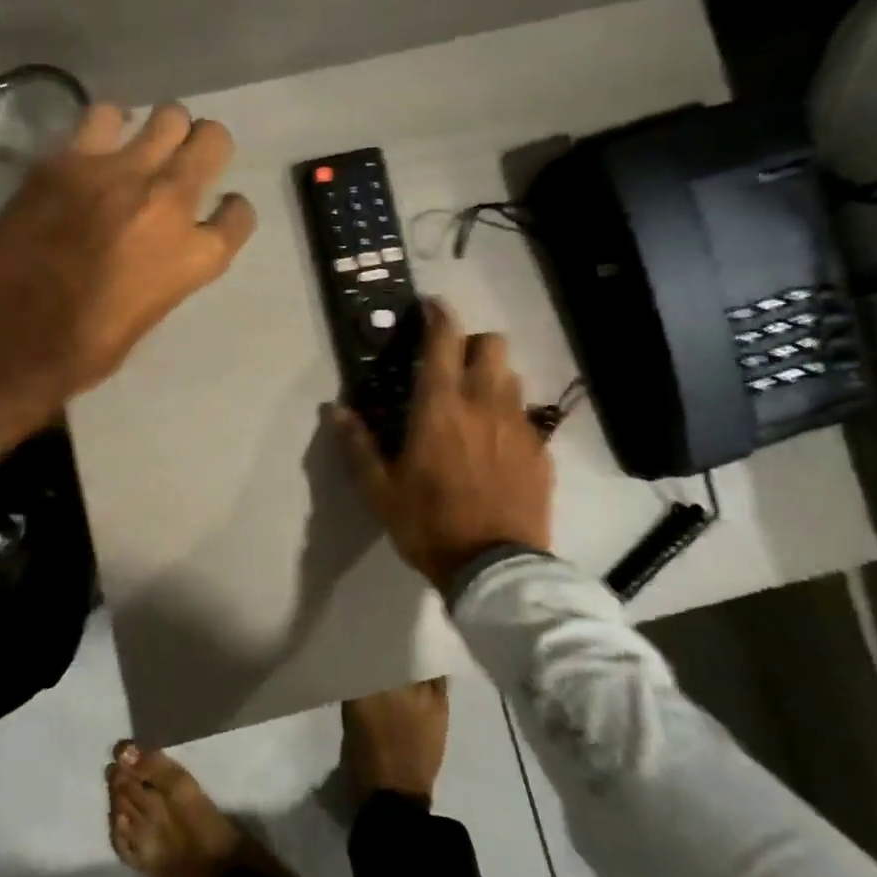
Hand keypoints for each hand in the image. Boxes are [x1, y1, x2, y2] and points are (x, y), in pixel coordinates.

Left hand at [0, 104, 255, 453]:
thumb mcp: (148, 316)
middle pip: (214, 142)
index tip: (219, 210)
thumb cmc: (81, 349)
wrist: (6, 335)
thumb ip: (167, 272)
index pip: (239, 215)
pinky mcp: (69, 159)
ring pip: (168, 116)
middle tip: (186, 158)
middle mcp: (169, 203)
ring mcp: (119, 173)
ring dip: (165, 128)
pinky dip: (109, 124)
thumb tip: (158, 250)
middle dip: (206, 146)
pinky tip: (99, 141)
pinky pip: (104, 115)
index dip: (231, 211)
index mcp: (194, 257)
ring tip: (145, 144)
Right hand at [334, 301, 554, 588]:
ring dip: (492, 377)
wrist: (495, 569)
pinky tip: (495, 445)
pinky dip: (509, 416)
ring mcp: (519, 426)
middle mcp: (485, 403)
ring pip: (512, 376)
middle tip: (452, 364)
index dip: (439, 314)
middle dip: (472, 343)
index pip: (445, 339)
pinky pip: (526, 415)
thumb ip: (358, 444)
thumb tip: (335, 409)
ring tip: (475, 404)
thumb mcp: (380, 490)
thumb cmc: (428, 524)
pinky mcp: (541, 451)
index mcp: (441, 407)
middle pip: (492, 344)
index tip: (430, 306)